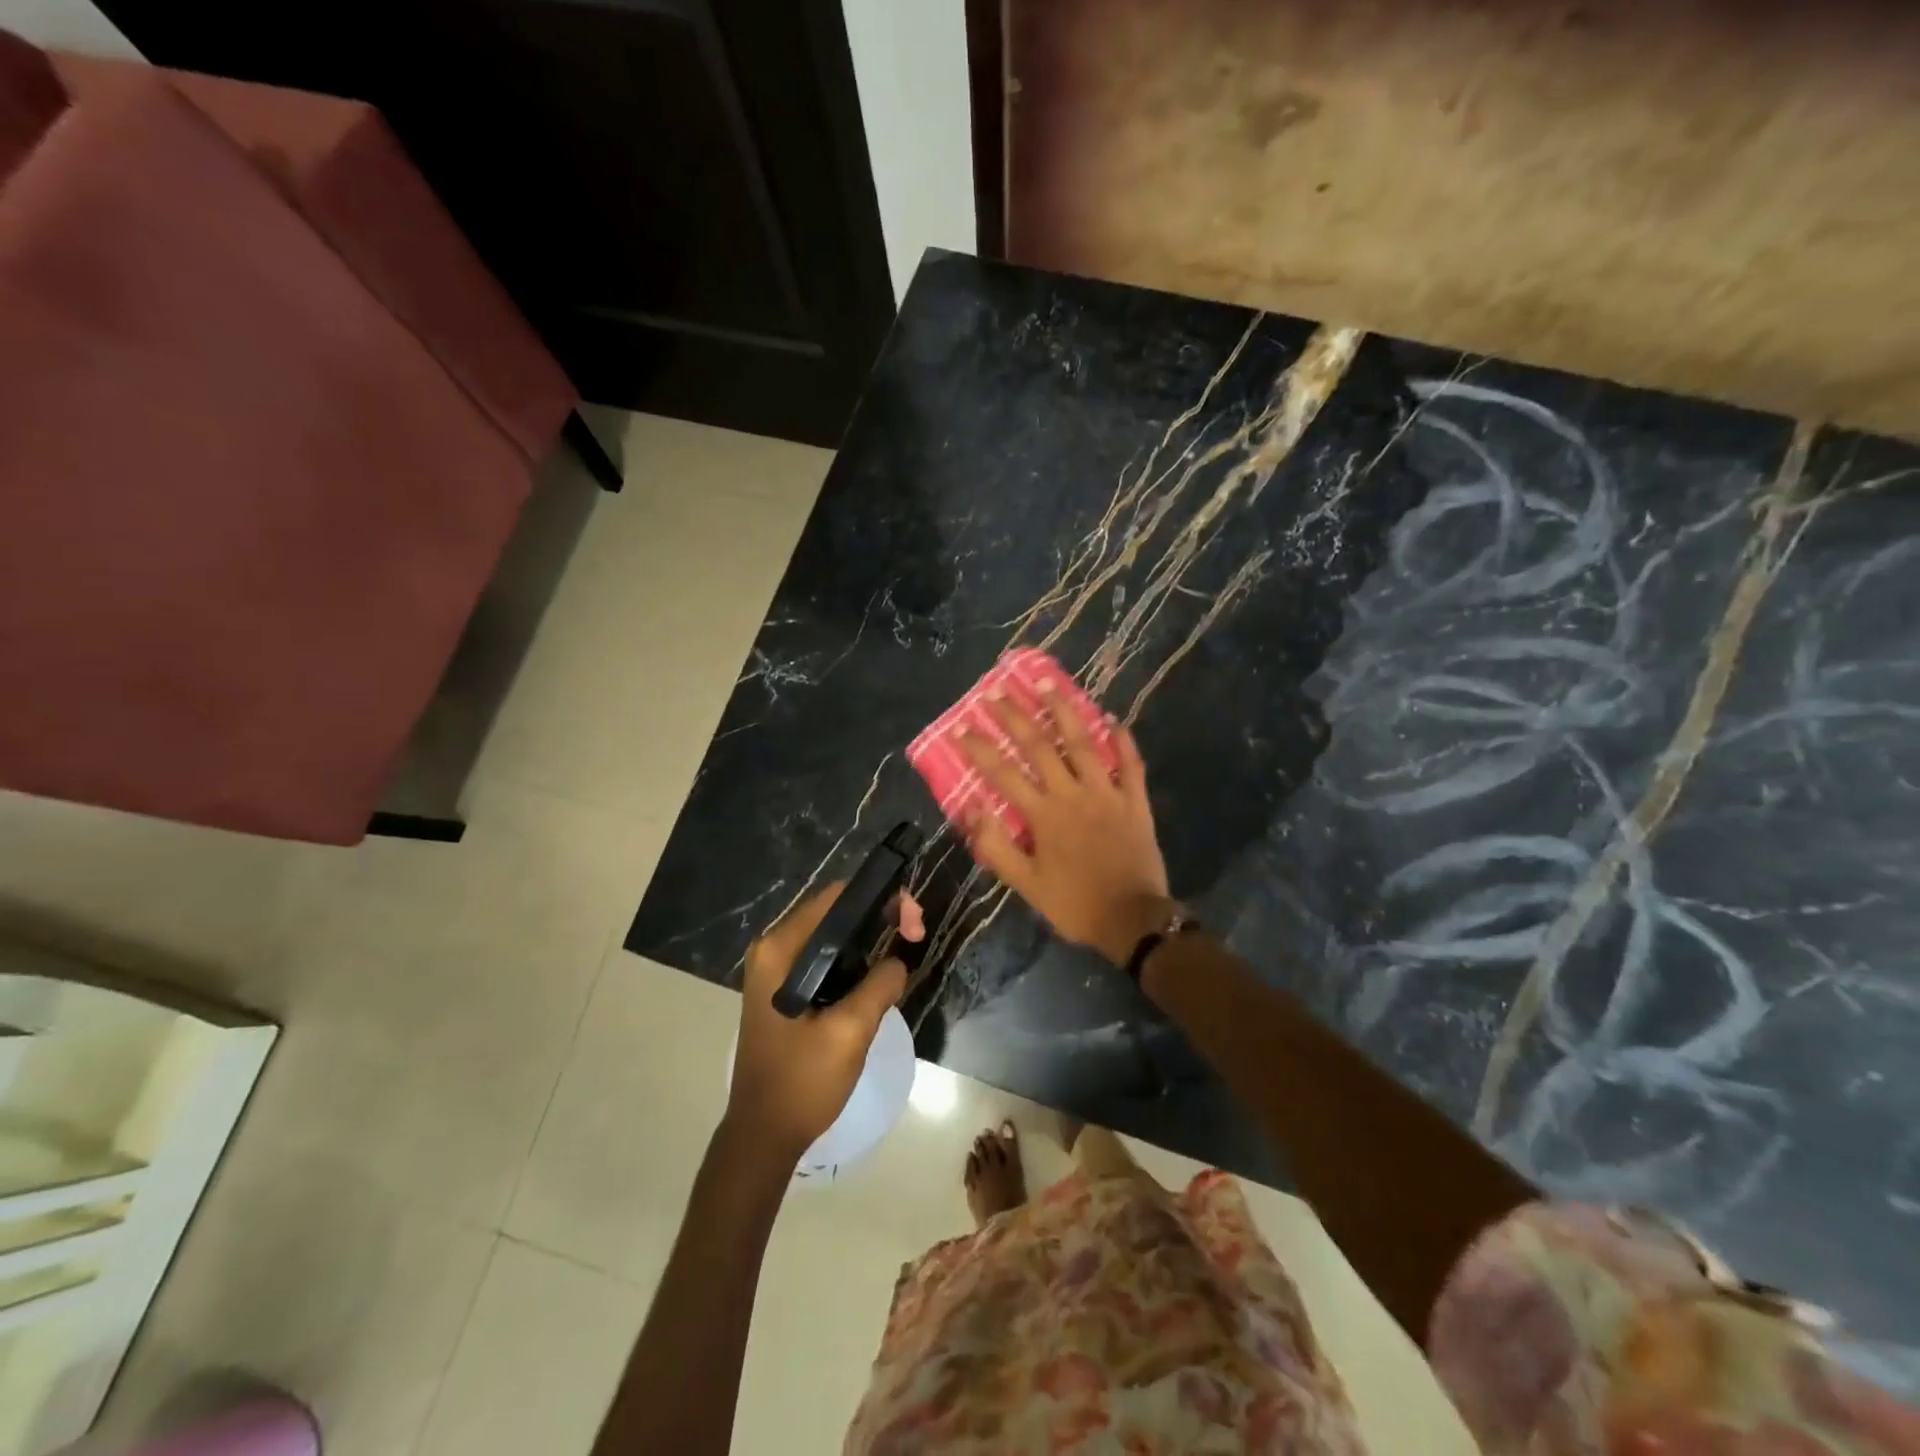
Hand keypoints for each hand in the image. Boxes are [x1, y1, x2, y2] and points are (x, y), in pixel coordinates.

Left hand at [728, 882, 916, 1161]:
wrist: (763, 1136)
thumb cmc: (801, 1082)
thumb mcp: (849, 1032)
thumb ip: (879, 985)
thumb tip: (899, 960)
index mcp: (780, 949)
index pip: (836, 898)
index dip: (879, 899)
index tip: (912, 922)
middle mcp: (773, 949)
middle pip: (835, 913)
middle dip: (879, 917)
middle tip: (915, 935)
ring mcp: (776, 970)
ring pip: (833, 937)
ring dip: (870, 940)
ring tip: (904, 950)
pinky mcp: (785, 990)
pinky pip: (826, 960)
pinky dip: (854, 961)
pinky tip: (878, 977)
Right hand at [958, 685, 1172, 965]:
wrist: (1133, 920)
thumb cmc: (1074, 904)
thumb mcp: (1026, 885)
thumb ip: (996, 846)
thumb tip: (970, 808)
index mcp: (1043, 815)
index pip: (1003, 773)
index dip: (980, 748)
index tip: (961, 726)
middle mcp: (1073, 794)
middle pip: (1039, 746)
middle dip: (1014, 717)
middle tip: (996, 693)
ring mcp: (1107, 793)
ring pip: (1083, 743)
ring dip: (1063, 711)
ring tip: (1047, 684)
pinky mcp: (1135, 801)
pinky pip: (1130, 764)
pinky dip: (1123, 741)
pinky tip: (1113, 719)